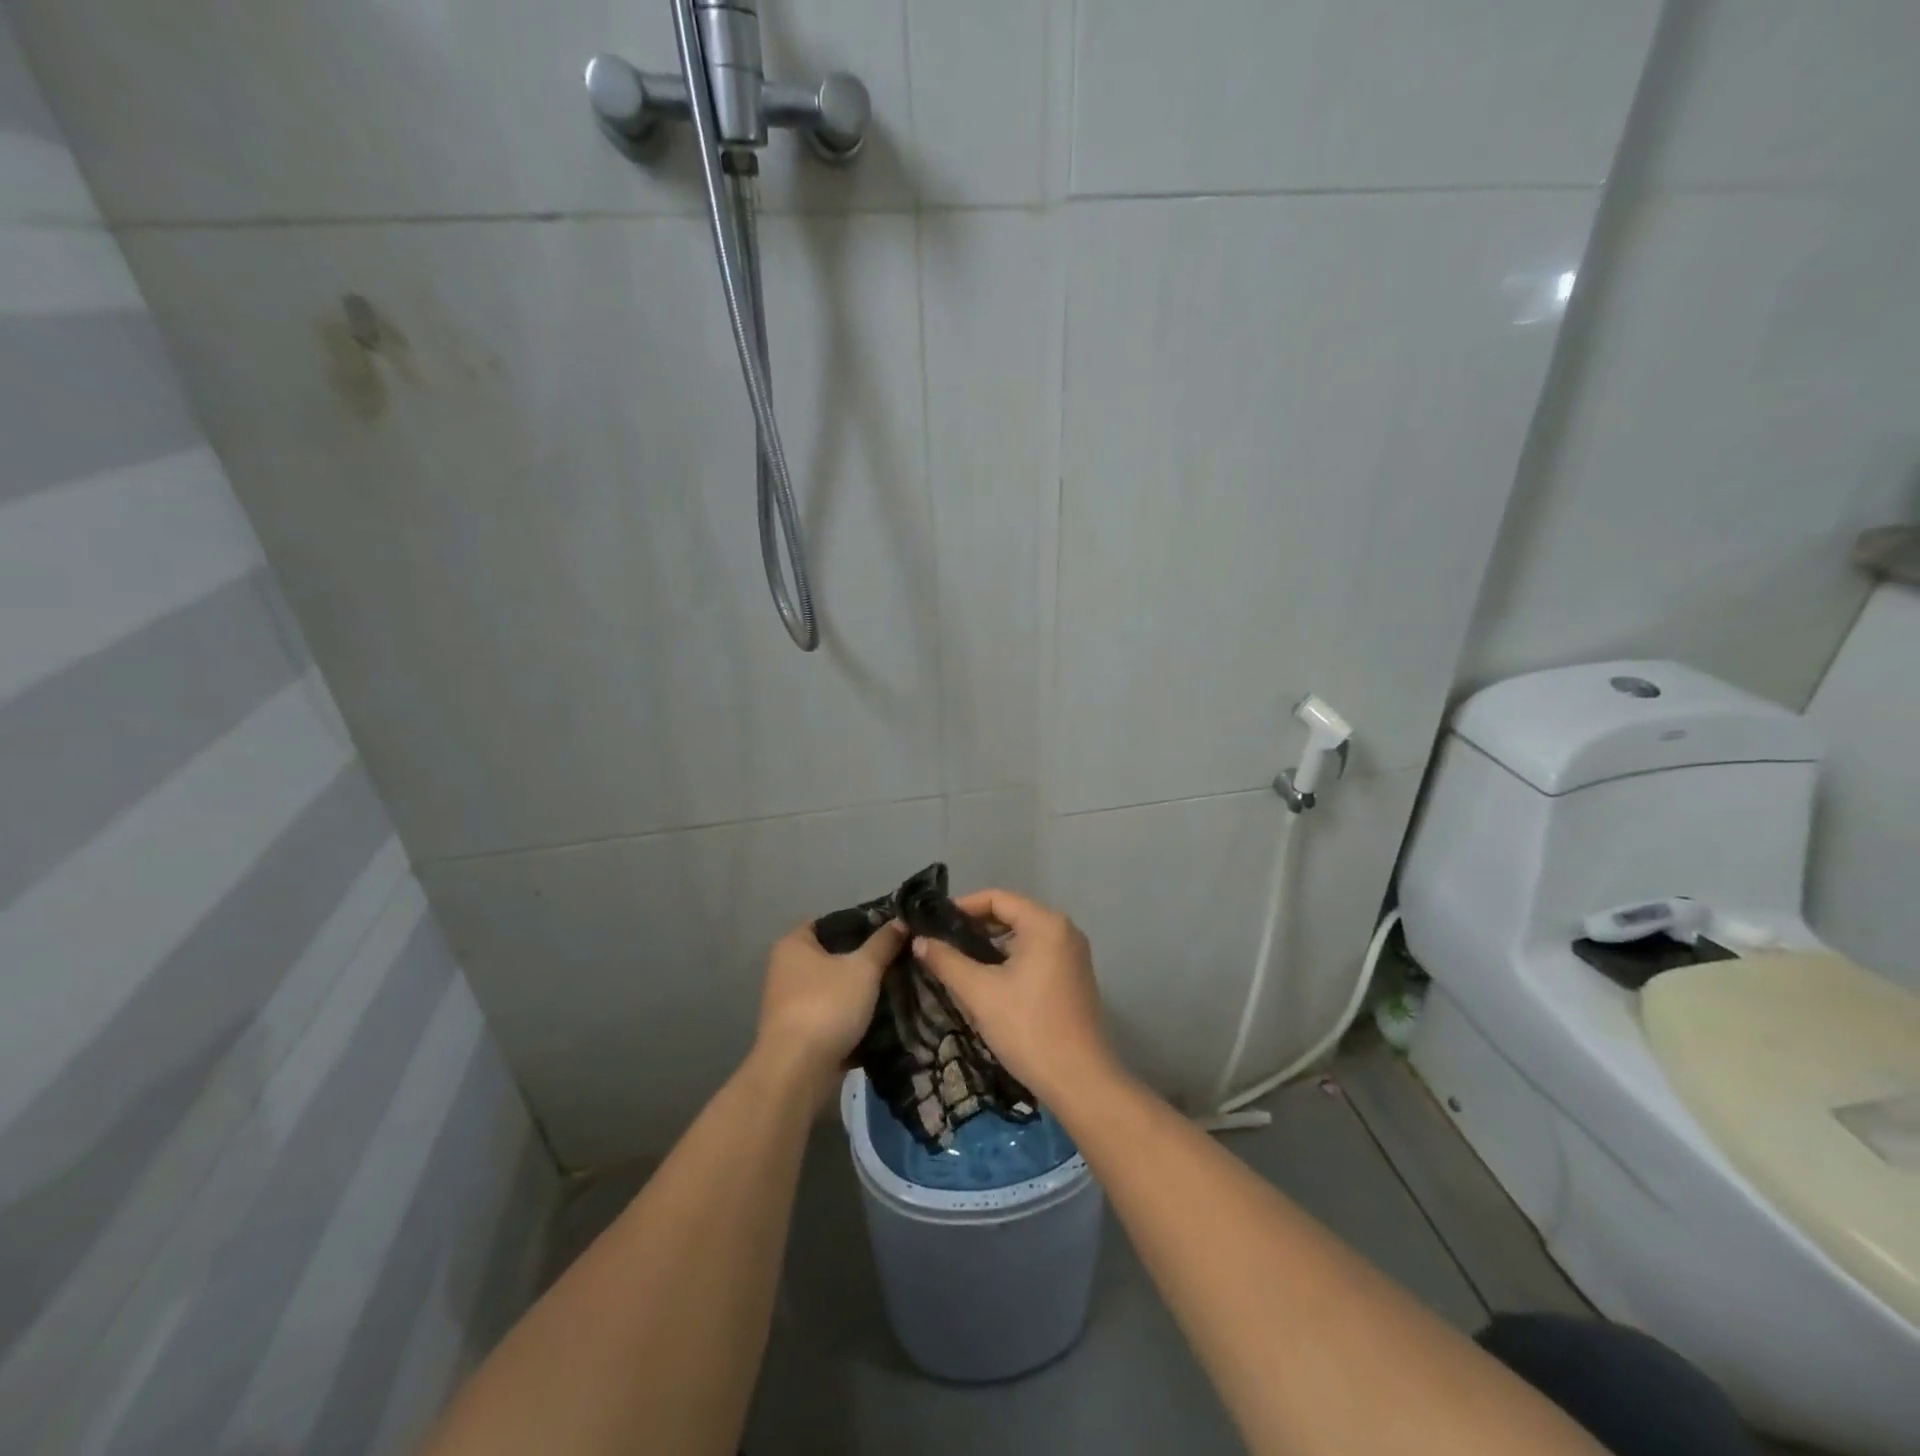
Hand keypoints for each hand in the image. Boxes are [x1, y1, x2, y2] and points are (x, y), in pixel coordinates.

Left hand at [754, 918, 904, 1104]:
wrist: (798, 1071)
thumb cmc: (827, 1005)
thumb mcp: (863, 968)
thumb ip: (883, 943)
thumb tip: (901, 921)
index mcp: (793, 944)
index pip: (829, 922)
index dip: (859, 923)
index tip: (889, 931)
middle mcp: (785, 969)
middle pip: (832, 955)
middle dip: (863, 959)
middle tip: (897, 959)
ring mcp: (789, 1003)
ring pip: (833, 987)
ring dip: (859, 990)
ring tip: (894, 986)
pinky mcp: (798, 1033)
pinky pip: (831, 1014)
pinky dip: (850, 1016)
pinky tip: (880, 1017)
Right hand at [911, 888, 1114, 1103]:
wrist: (1079, 1081)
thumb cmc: (1028, 1028)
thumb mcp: (979, 993)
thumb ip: (946, 961)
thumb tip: (919, 940)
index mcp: (1045, 923)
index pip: (996, 898)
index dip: (962, 907)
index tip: (933, 924)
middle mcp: (1064, 929)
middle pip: (1011, 914)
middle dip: (974, 927)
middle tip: (940, 944)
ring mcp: (1072, 954)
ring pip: (1022, 936)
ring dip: (990, 945)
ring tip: (956, 962)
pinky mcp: (1073, 976)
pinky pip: (1035, 954)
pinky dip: (1010, 960)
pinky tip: (986, 980)